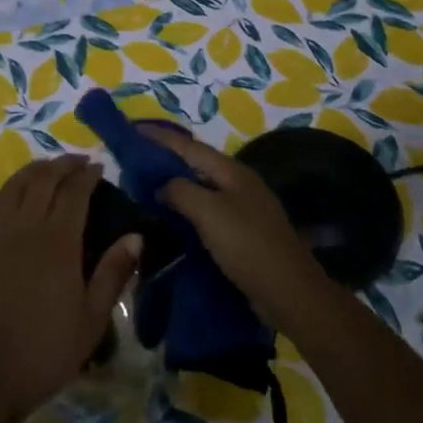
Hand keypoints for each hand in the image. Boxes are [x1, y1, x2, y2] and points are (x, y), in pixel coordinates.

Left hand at [0, 156, 141, 422]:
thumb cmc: (44, 351)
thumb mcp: (91, 319)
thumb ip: (113, 272)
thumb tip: (136, 235)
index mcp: (58, 241)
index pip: (74, 192)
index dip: (87, 175)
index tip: (99, 166)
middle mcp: (24, 227)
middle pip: (42, 180)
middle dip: (62, 165)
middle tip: (78, 162)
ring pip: (12, 188)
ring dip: (31, 172)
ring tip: (46, 169)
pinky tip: (4, 197)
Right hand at [141, 128, 332, 329]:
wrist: (289, 292)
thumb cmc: (247, 245)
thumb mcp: (209, 213)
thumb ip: (181, 191)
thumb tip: (162, 185)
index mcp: (232, 171)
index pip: (189, 146)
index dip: (160, 137)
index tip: (133, 130)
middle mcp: (238, 184)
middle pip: (196, 164)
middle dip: (166, 160)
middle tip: (135, 160)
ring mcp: (243, 209)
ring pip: (201, 189)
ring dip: (175, 186)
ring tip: (146, 187)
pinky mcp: (242, 233)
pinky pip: (207, 212)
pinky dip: (186, 210)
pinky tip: (171, 219)